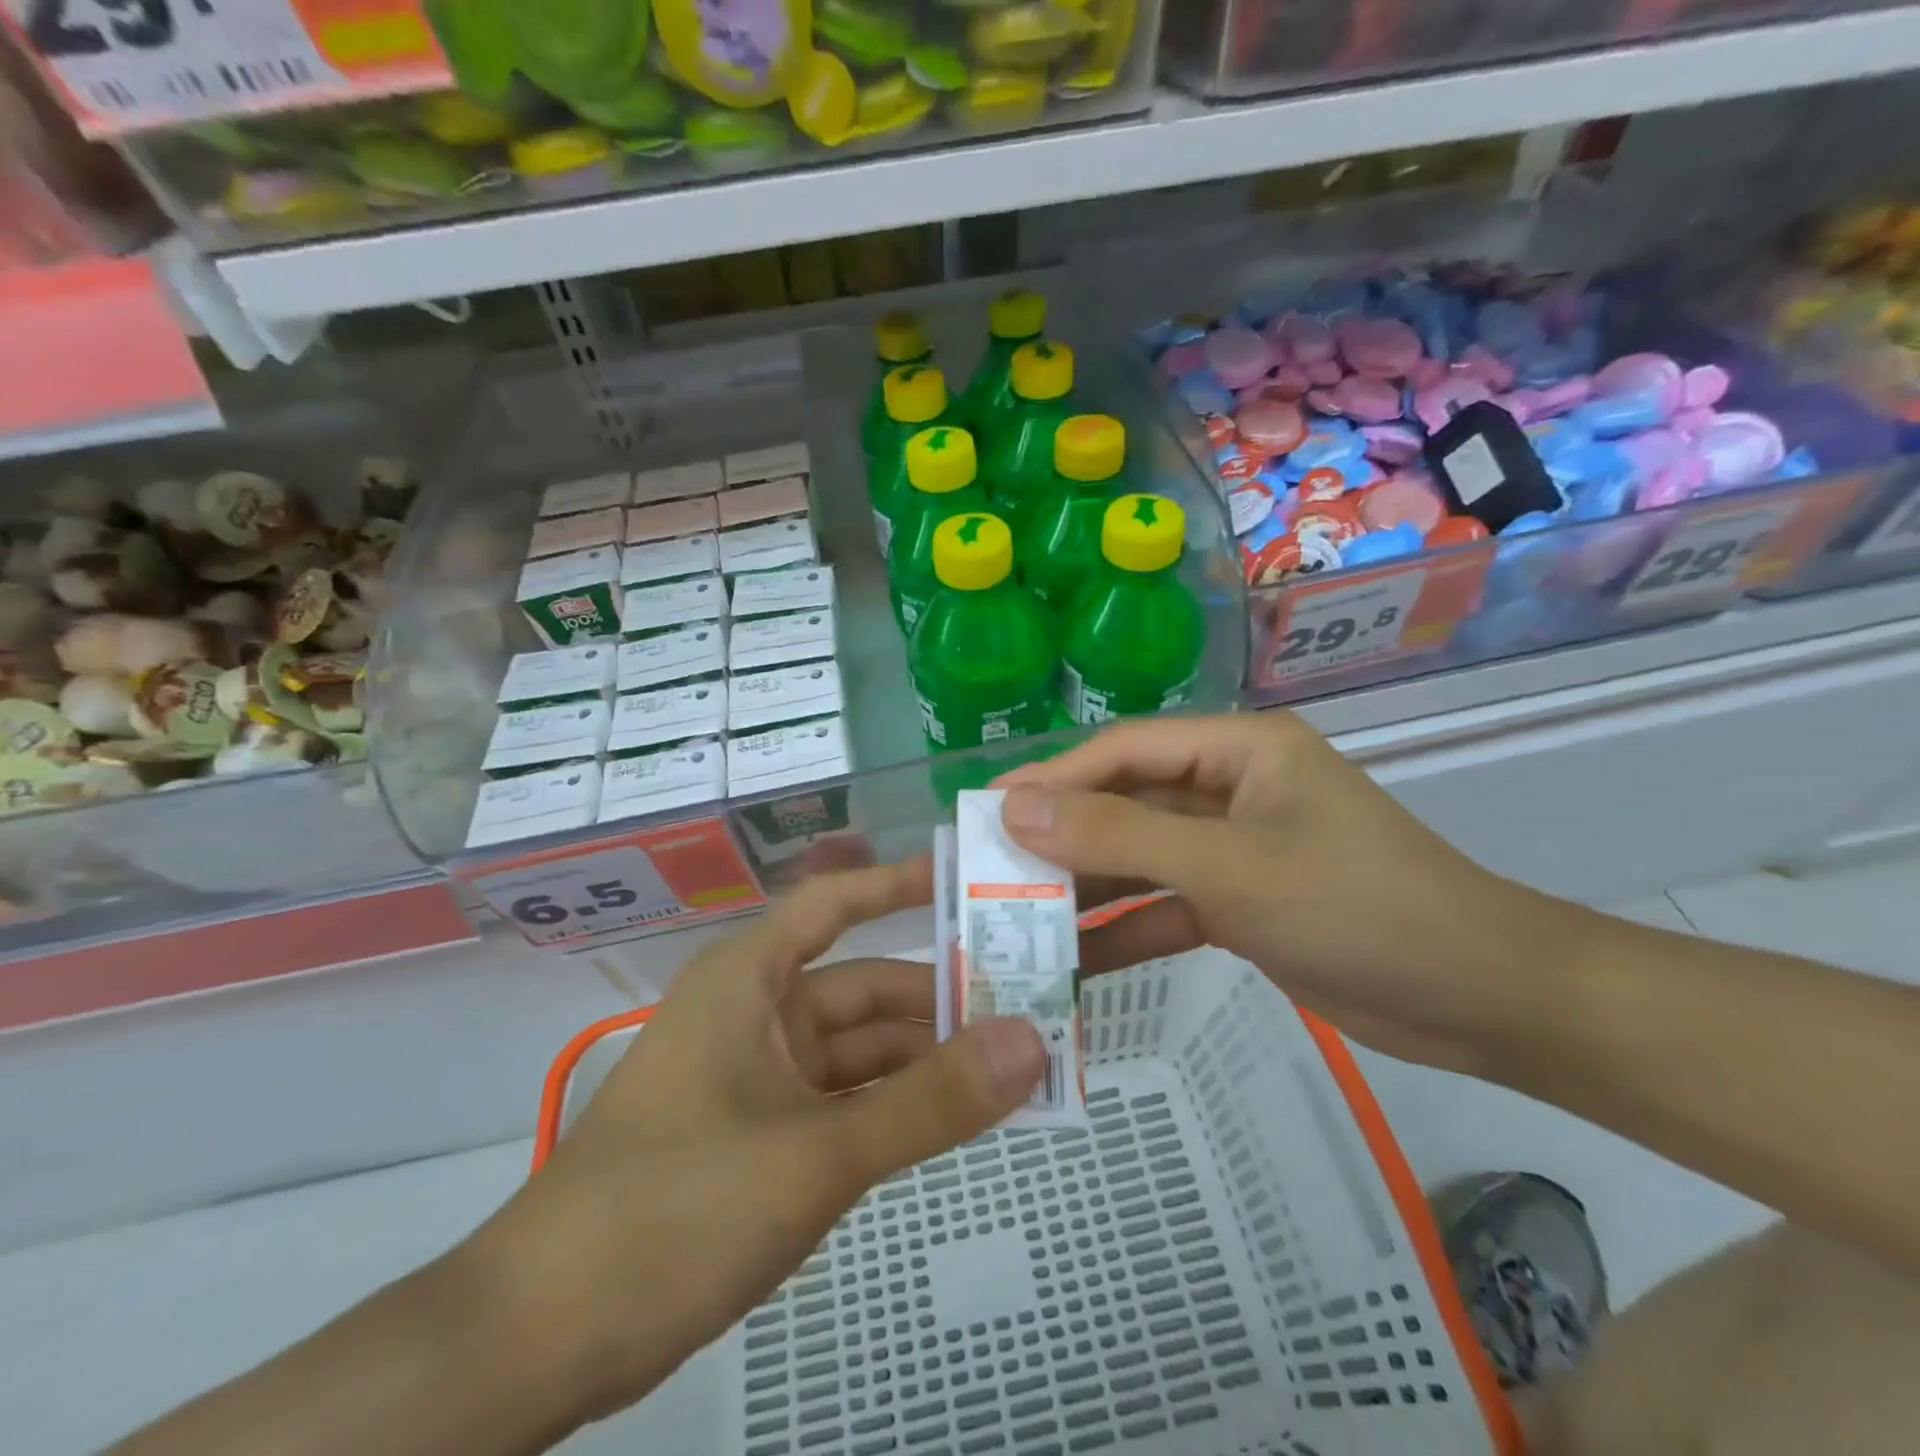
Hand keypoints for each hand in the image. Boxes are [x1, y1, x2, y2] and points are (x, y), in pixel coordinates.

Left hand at [458, 861, 1045, 1430]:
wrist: (540, 1341)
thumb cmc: (672, 1209)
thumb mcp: (815, 1154)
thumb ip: (929, 1103)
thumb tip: (1032, 1042)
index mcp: (751, 978)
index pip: (836, 902)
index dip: (900, 883)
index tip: (971, 879)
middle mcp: (759, 1012)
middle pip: (866, 987)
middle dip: (944, 998)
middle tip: (1032, 1002)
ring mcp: (762, 1076)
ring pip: (863, 1051)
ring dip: (930, 1059)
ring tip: (1016, 1063)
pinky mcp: (765, 1134)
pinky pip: (849, 1100)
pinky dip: (899, 1106)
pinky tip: (959, 1116)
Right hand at [995, 713, 1571, 1073]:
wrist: (1482, 1002)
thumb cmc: (1357, 907)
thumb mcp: (1228, 867)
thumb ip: (1119, 836)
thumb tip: (1016, 807)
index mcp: (1238, 750)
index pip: (1123, 751)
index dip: (1052, 779)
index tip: (985, 812)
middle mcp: (1230, 788)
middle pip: (1126, 803)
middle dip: (1062, 837)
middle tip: (988, 869)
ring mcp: (1234, 849)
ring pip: (1140, 858)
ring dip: (1087, 888)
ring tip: (1016, 918)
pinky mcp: (1239, 903)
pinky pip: (1164, 906)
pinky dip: (1124, 931)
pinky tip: (1072, 963)